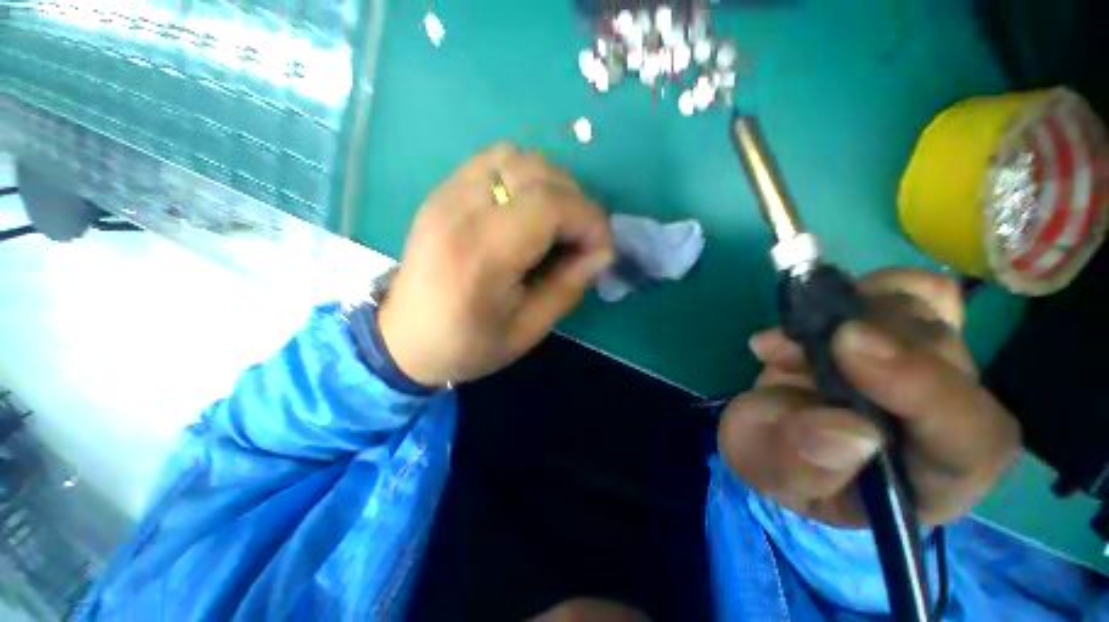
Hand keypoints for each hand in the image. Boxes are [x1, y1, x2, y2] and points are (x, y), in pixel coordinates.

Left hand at [378, 144, 614, 386]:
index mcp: (481, 254)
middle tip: (580, 239)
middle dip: (575, 202)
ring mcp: (446, 193)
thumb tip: (603, 251)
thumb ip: (569, 286)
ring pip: (517, 156)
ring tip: (555, 223)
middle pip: (536, 171)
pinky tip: (525, 211)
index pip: (550, 204)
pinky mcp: (442, 191)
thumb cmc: (468, 345)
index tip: (601, 248)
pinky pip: (494, 160)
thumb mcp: (528, 329)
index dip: (589, 219)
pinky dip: (523, 177)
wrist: (404, 339)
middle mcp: (460, 210)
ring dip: (550, 185)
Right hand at [719, 269, 1021, 527]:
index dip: (924, 389)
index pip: (971, 441)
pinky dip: (882, 286)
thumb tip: (853, 431)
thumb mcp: (767, 470)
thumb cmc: (771, 460)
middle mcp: (947, 425)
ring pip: (934, 320)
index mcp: (927, 481)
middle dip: (864, 341)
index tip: (847, 345)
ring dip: (852, 314)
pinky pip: (928, 295)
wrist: (767, 427)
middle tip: (788, 343)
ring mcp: (933, 374)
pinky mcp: (911, 336)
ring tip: (788, 339)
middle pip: (950, 363)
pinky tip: (831, 302)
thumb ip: (798, 463)